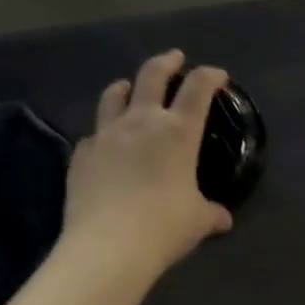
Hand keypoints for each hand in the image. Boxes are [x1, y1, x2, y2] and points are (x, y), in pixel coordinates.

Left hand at [62, 50, 232, 281]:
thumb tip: (223, 219)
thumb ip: (210, 213)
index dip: (210, 76)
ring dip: (126, 86)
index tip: (217, 75)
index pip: (198, 88)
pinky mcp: (82, 154)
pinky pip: (94, 134)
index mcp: (178, 131)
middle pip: (152, 75)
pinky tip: (106, 145)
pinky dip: (103, 132)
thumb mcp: (197, 221)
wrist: (108, 246)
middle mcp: (142, 122)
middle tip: (174, 58)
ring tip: (129, 88)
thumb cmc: (164, 227)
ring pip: (114, 95)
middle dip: (166, 62)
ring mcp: (107, 135)